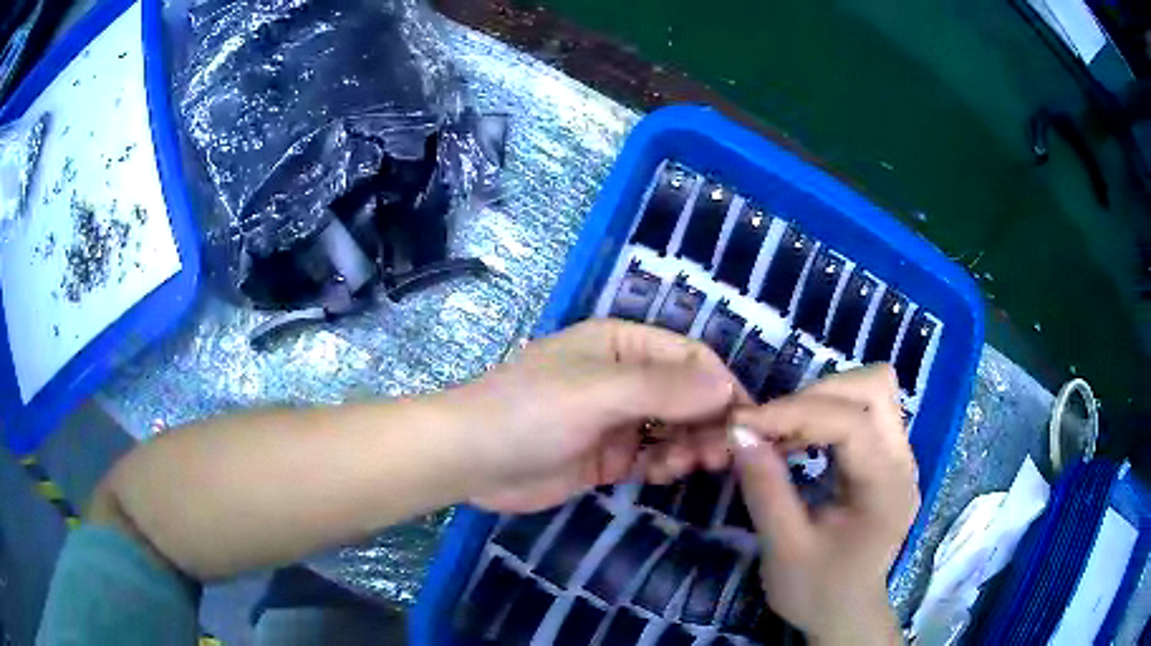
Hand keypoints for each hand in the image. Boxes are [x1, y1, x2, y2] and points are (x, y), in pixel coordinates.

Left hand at [456, 319, 745, 512]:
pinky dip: (666, 463)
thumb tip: (727, 387)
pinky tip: (664, 474)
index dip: (721, 386)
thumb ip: (663, 389)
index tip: (746, 421)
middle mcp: (625, 377)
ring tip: (691, 465)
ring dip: (690, 444)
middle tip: (721, 454)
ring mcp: (617, 419)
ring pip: (674, 427)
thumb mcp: (598, 392)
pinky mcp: (608, 456)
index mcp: (623, 344)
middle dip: (708, 421)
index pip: (690, 358)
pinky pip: (653, 455)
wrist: (470, 459)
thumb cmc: (530, 412)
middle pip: (687, 395)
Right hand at [729, 366, 917, 645]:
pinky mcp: (885, 459)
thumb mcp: (784, 548)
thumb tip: (739, 433)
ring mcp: (898, 456)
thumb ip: (765, 488)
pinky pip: (860, 413)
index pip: (850, 420)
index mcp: (886, 486)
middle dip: (816, 393)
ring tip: (778, 432)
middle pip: (874, 387)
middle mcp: (902, 460)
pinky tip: (795, 441)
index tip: (743, 423)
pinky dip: (824, 415)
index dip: (795, 412)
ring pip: (870, 392)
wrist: (845, 616)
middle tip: (770, 424)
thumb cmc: (817, 591)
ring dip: (820, 400)